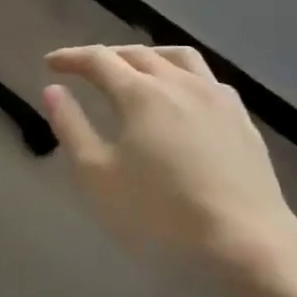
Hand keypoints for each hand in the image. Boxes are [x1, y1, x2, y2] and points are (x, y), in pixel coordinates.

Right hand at [44, 45, 296, 270]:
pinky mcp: (241, 118)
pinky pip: (206, 79)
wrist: (246, 242)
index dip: (71, 57)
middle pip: (137, 54)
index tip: (50, 63)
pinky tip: (181, 97)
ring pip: (178, 57)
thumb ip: (72, 127)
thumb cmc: (160, 213)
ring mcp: (216, 97)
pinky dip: (182, 75)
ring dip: (148, 56)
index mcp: (140, 93)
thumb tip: (53, 90)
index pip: (98, 60)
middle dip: (106, 56)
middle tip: (85, 70)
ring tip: (134, 70)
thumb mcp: (98, 176)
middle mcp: (179, 83)